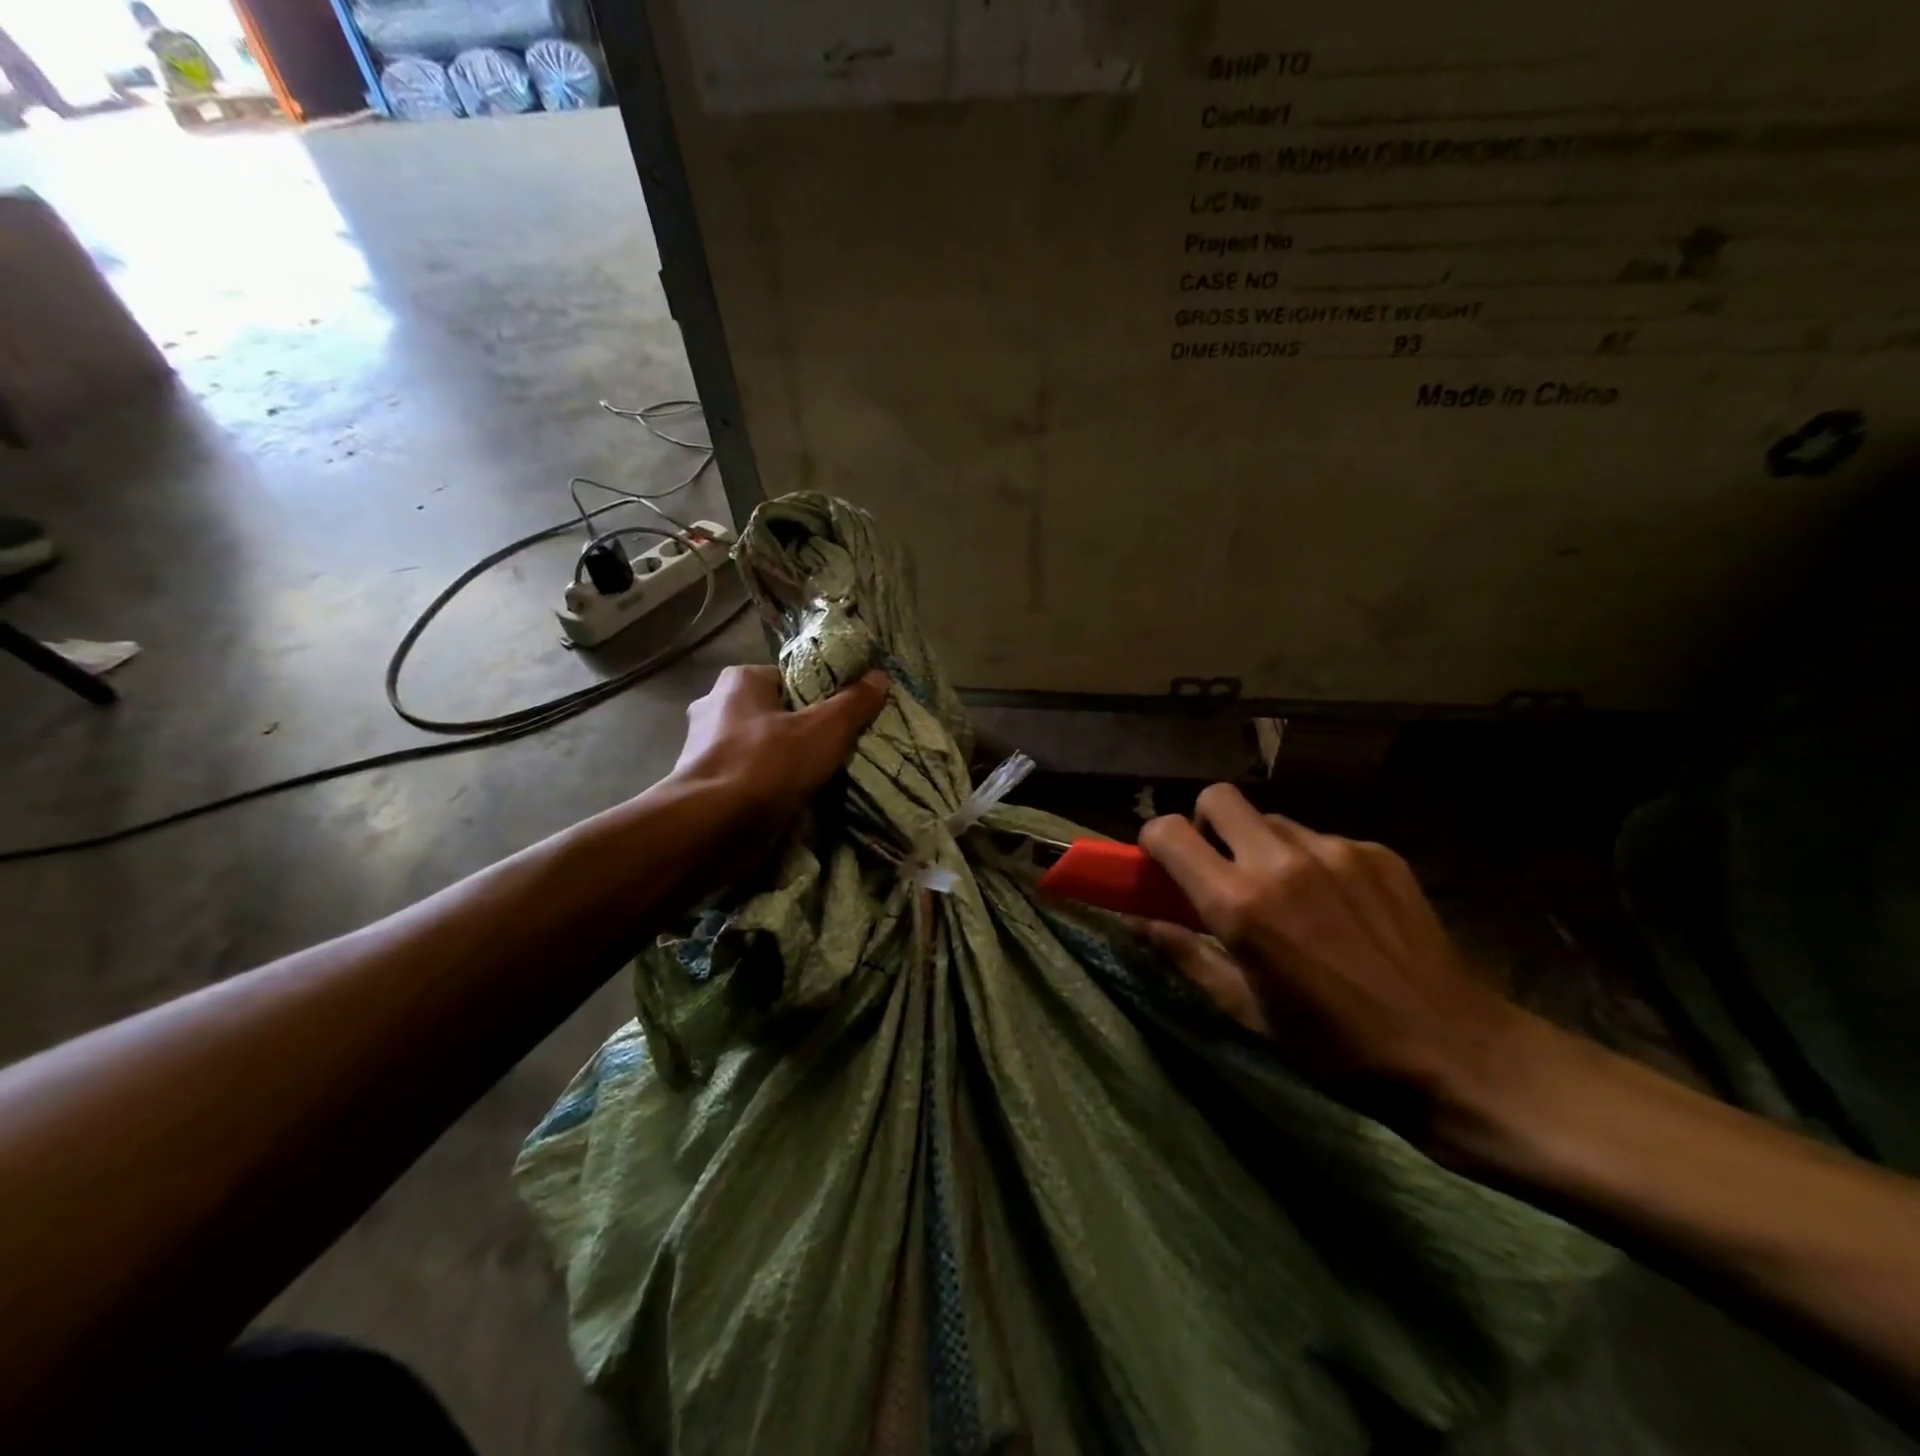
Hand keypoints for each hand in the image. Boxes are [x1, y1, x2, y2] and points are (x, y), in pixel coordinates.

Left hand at [668, 664, 889, 831]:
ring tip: (822, 778)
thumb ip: (854, 703)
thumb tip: (880, 676)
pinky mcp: (705, 784)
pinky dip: (770, 785)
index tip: (848, 719)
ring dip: (788, 762)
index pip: (792, 679)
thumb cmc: (767, 765)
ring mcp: (705, 747)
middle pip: (779, 714)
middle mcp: (715, 706)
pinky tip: (793, 799)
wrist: (710, 829)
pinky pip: (750, 776)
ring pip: (764, 747)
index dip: (823, 697)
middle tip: (840, 750)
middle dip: (806, 731)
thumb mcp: (825, 729)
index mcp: (739, 680)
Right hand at [1139, 784, 1530, 1140]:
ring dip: (1261, 846)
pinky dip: (1313, 862)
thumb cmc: (1334, 1046)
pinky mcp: (1377, 852)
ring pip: (1273, 819)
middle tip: (1219, 866)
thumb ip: (1187, 956)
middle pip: (1217, 798)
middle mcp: (1281, 861)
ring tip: (1288, 895)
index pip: (1169, 832)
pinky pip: (1323, 839)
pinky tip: (1339, 908)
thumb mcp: (1246, 1012)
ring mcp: (1334, 850)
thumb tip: (1142, 922)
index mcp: (1239, 903)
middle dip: (1204, 823)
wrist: (1456, 1051)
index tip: (1161, 866)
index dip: (1154, 842)